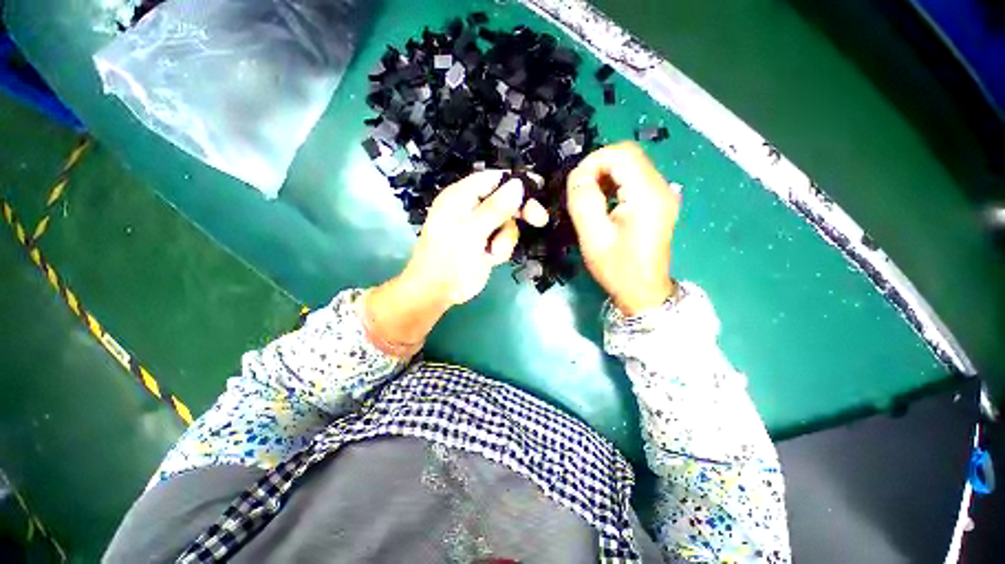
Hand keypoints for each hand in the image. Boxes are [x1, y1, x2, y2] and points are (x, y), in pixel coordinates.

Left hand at [365, 170, 547, 353]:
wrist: (439, 291)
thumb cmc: (449, 259)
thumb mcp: (471, 232)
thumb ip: (495, 208)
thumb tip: (518, 185)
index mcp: (461, 197)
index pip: (493, 179)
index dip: (515, 181)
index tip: (538, 186)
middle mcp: (472, 208)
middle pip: (505, 200)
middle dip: (520, 212)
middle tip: (539, 220)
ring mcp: (480, 227)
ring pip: (508, 223)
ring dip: (505, 239)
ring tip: (491, 252)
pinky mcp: (486, 243)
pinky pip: (505, 240)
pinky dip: (502, 249)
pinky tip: (490, 258)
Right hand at [567, 142, 680, 315]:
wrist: (643, 291)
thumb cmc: (617, 267)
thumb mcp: (593, 236)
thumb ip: (583, 200)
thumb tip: (578, 175)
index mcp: (647, 195)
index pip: (621, 154)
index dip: (594, 161)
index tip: (576, 184)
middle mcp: (661, 188)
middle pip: (628, 155)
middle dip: (599, 166)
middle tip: (581, 190)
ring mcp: (662, 194)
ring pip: (631, 165)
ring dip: (606, 174)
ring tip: (590, 197)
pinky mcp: (658, 202)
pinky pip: (635, 179)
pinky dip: (615, 183)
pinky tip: (604, 201)